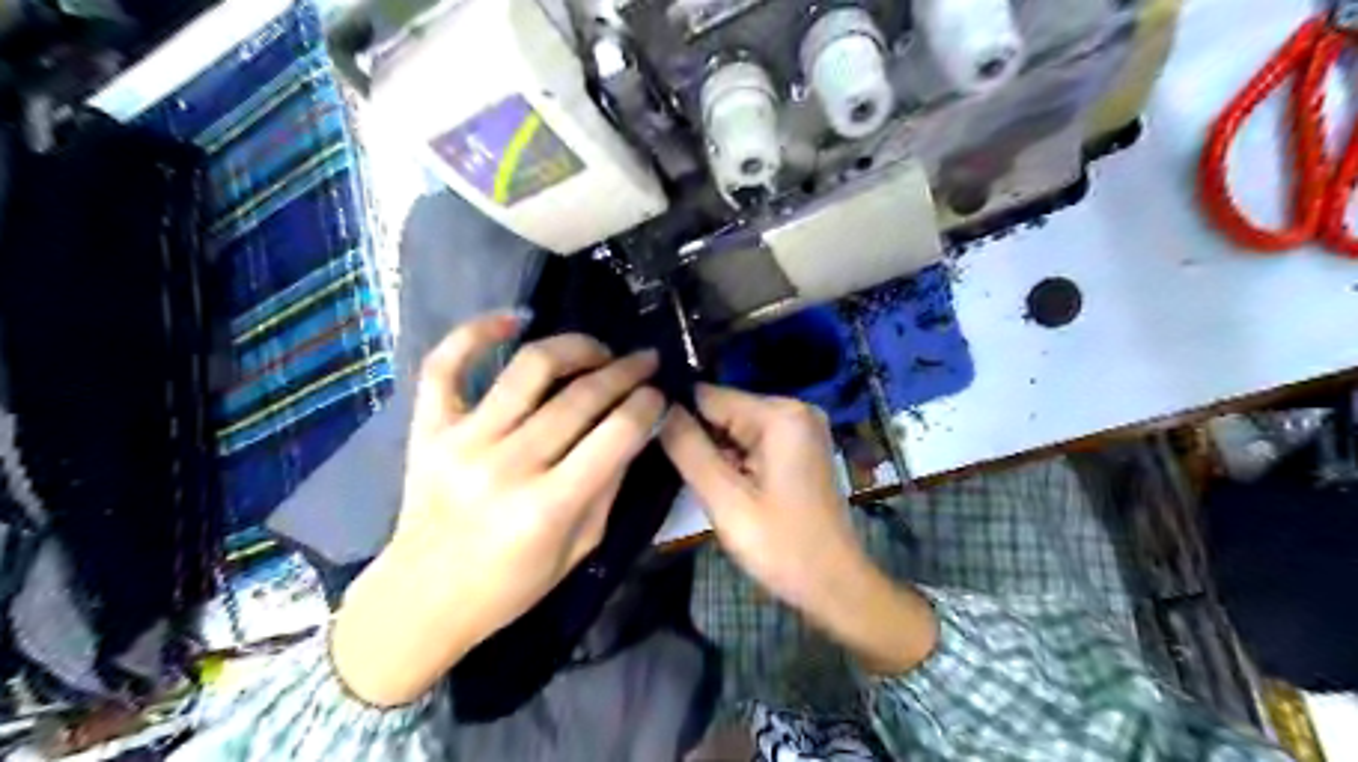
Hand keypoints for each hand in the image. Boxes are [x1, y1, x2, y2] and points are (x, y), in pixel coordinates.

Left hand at [334, 312, 663, 706]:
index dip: (647, 404)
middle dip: (625, 371)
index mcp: (548, 507)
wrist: (423, 598)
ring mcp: (462, 440)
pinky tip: (516, 319)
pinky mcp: (428, 428)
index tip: (660, 392)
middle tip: (644, 360)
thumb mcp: (579, 548)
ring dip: (575, 347)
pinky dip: (478, 331)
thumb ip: (609, 485)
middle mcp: (506, 465)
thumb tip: (635, 428)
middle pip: (580, 396)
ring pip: (529, 369)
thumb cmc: (510, 586)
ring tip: (598, 350)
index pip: (616, 434)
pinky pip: (446, 364)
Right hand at [663, 387, 940, 671]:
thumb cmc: (781, 547)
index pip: (709, 395)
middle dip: (697, 436)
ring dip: (714, 451)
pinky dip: (733, 458)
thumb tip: (656, 407)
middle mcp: (794, 409)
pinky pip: (753, 440)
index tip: (647, 439)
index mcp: (780, 415)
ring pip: (735, 426)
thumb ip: (688, 449)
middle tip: (672, 470)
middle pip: (723, 409)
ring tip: (698, 482)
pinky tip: (724, 485)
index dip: (676, 415)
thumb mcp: (726, 501)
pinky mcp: (800, 446)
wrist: (835, 585)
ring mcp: (800, 427)